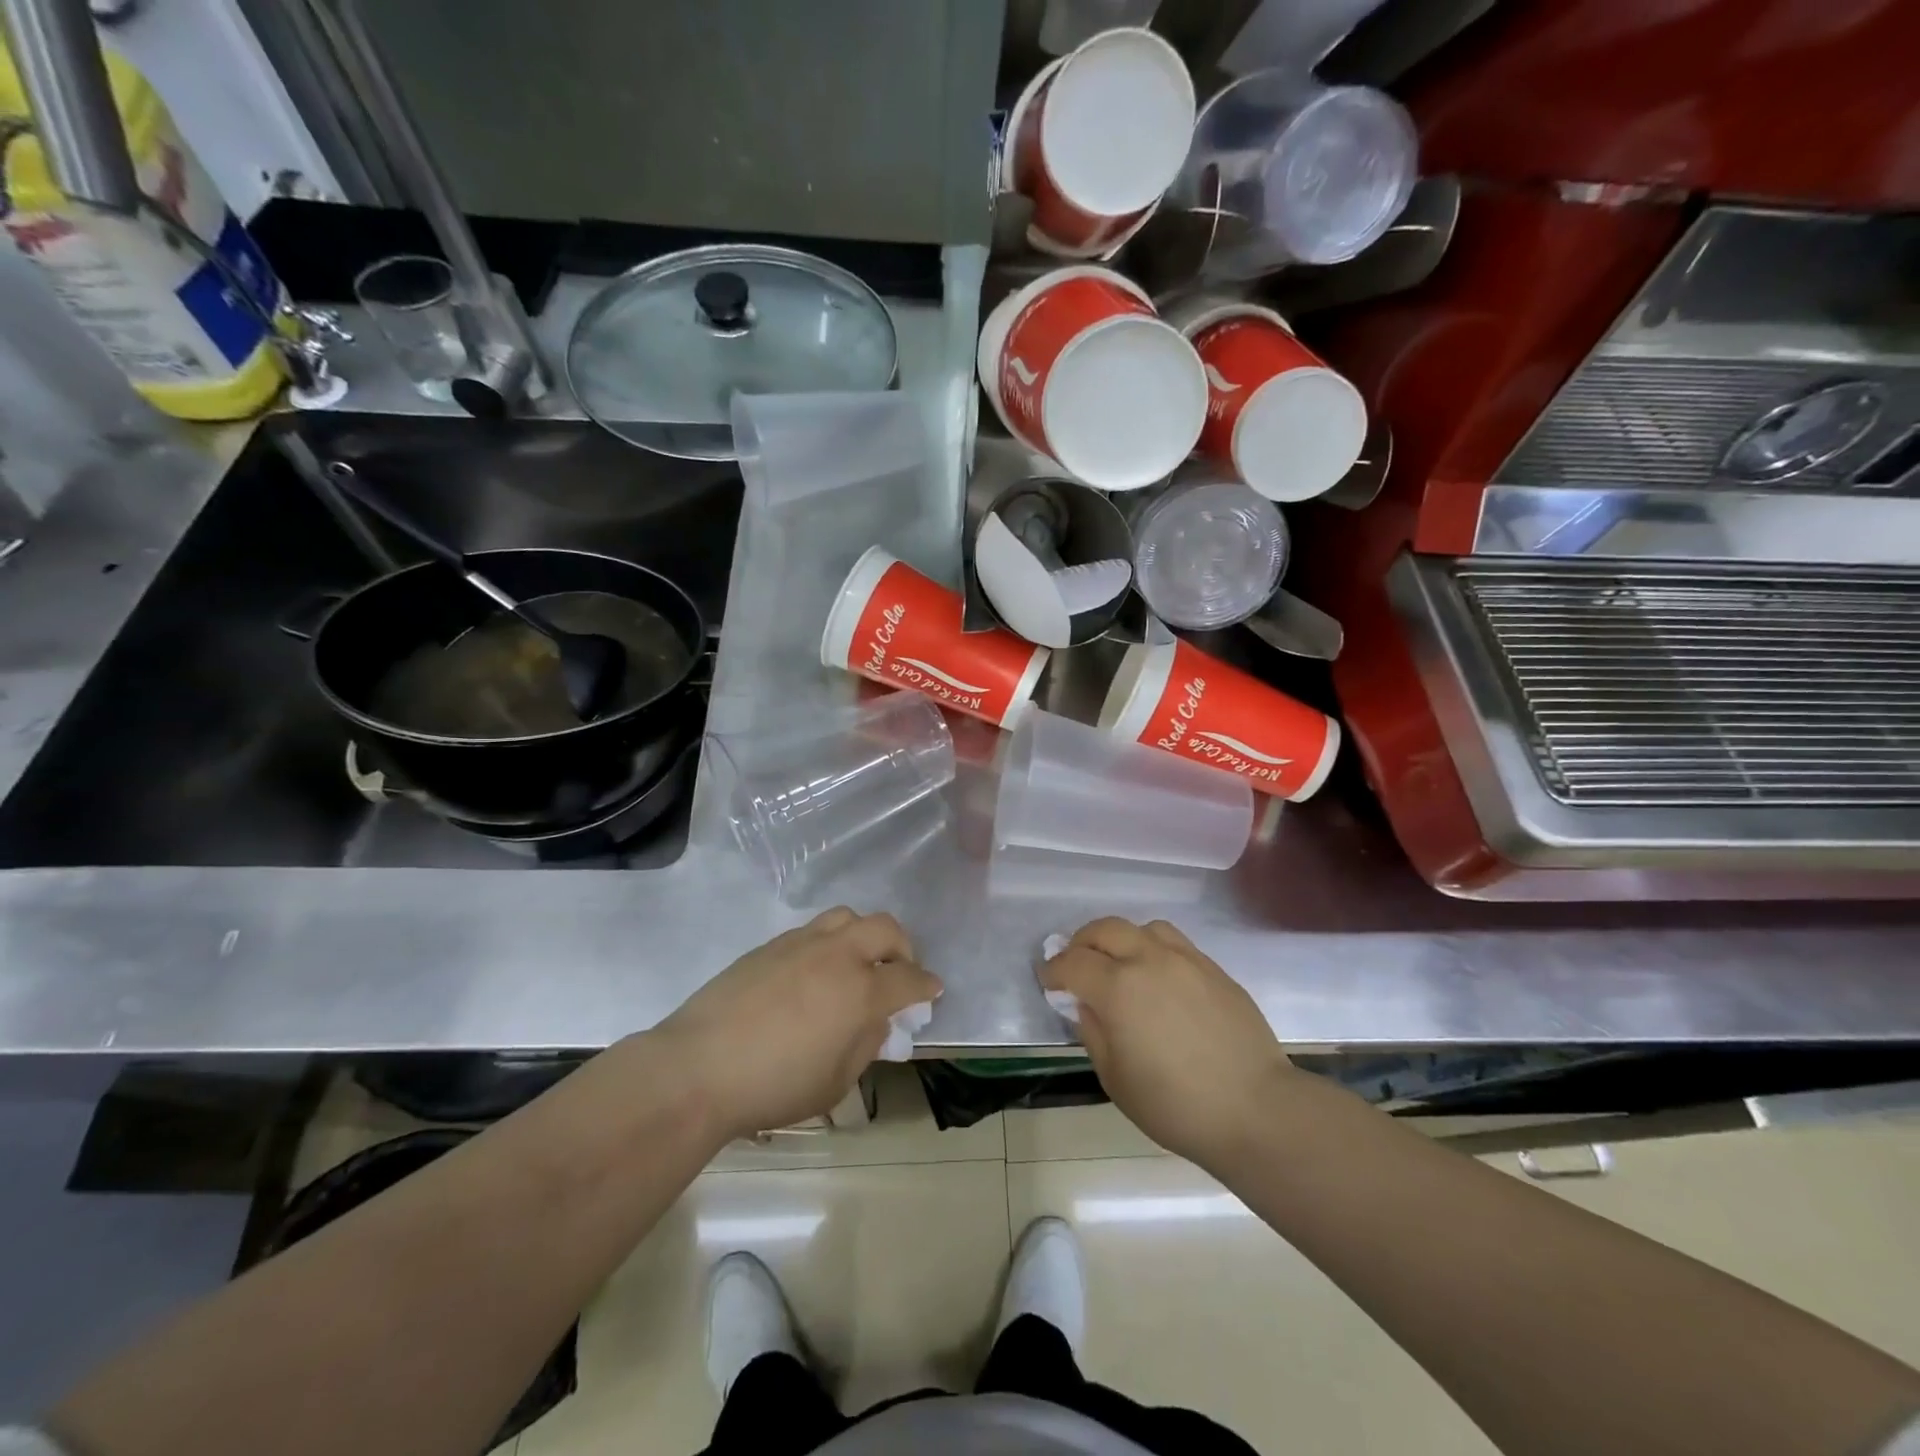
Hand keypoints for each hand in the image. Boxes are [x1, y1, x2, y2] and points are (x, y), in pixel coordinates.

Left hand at [650, 908, 941, 1141]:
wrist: (699, 1067)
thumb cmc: (774, 1086)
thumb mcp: (835, 1082)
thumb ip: (865, 1045)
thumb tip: (876, 1022)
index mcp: (860, 990)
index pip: (908, 979)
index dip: (926, 985)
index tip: (932, 990)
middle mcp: (837, 955)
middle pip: (885, 929)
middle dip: (903, 947)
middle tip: (898, 970)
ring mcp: (802, 944)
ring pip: (847, 917)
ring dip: (864, 935)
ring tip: (857, 961)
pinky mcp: (770, 945)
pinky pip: (813, 930)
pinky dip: (829, 943)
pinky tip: (815, 972)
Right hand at [1042, 917, 1294, 1170]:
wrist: (1256, 1110)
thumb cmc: (1176, 1105)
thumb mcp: (1115, 1079)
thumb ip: (1093, 1032)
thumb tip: (1085, 1004)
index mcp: (1118, 988)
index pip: (1072, 963)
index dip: (1053, 970)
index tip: (1047, 981)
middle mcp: (1149, 960)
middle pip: (1104, 930)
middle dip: (1082, 943)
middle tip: (1075, 964)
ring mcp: (1185, 960)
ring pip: (1142, 928)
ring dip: (1121, 940)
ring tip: (1119, 964)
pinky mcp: (1214, 969)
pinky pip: (1174, 943)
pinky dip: (1153, 949)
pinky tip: (1157, 976)